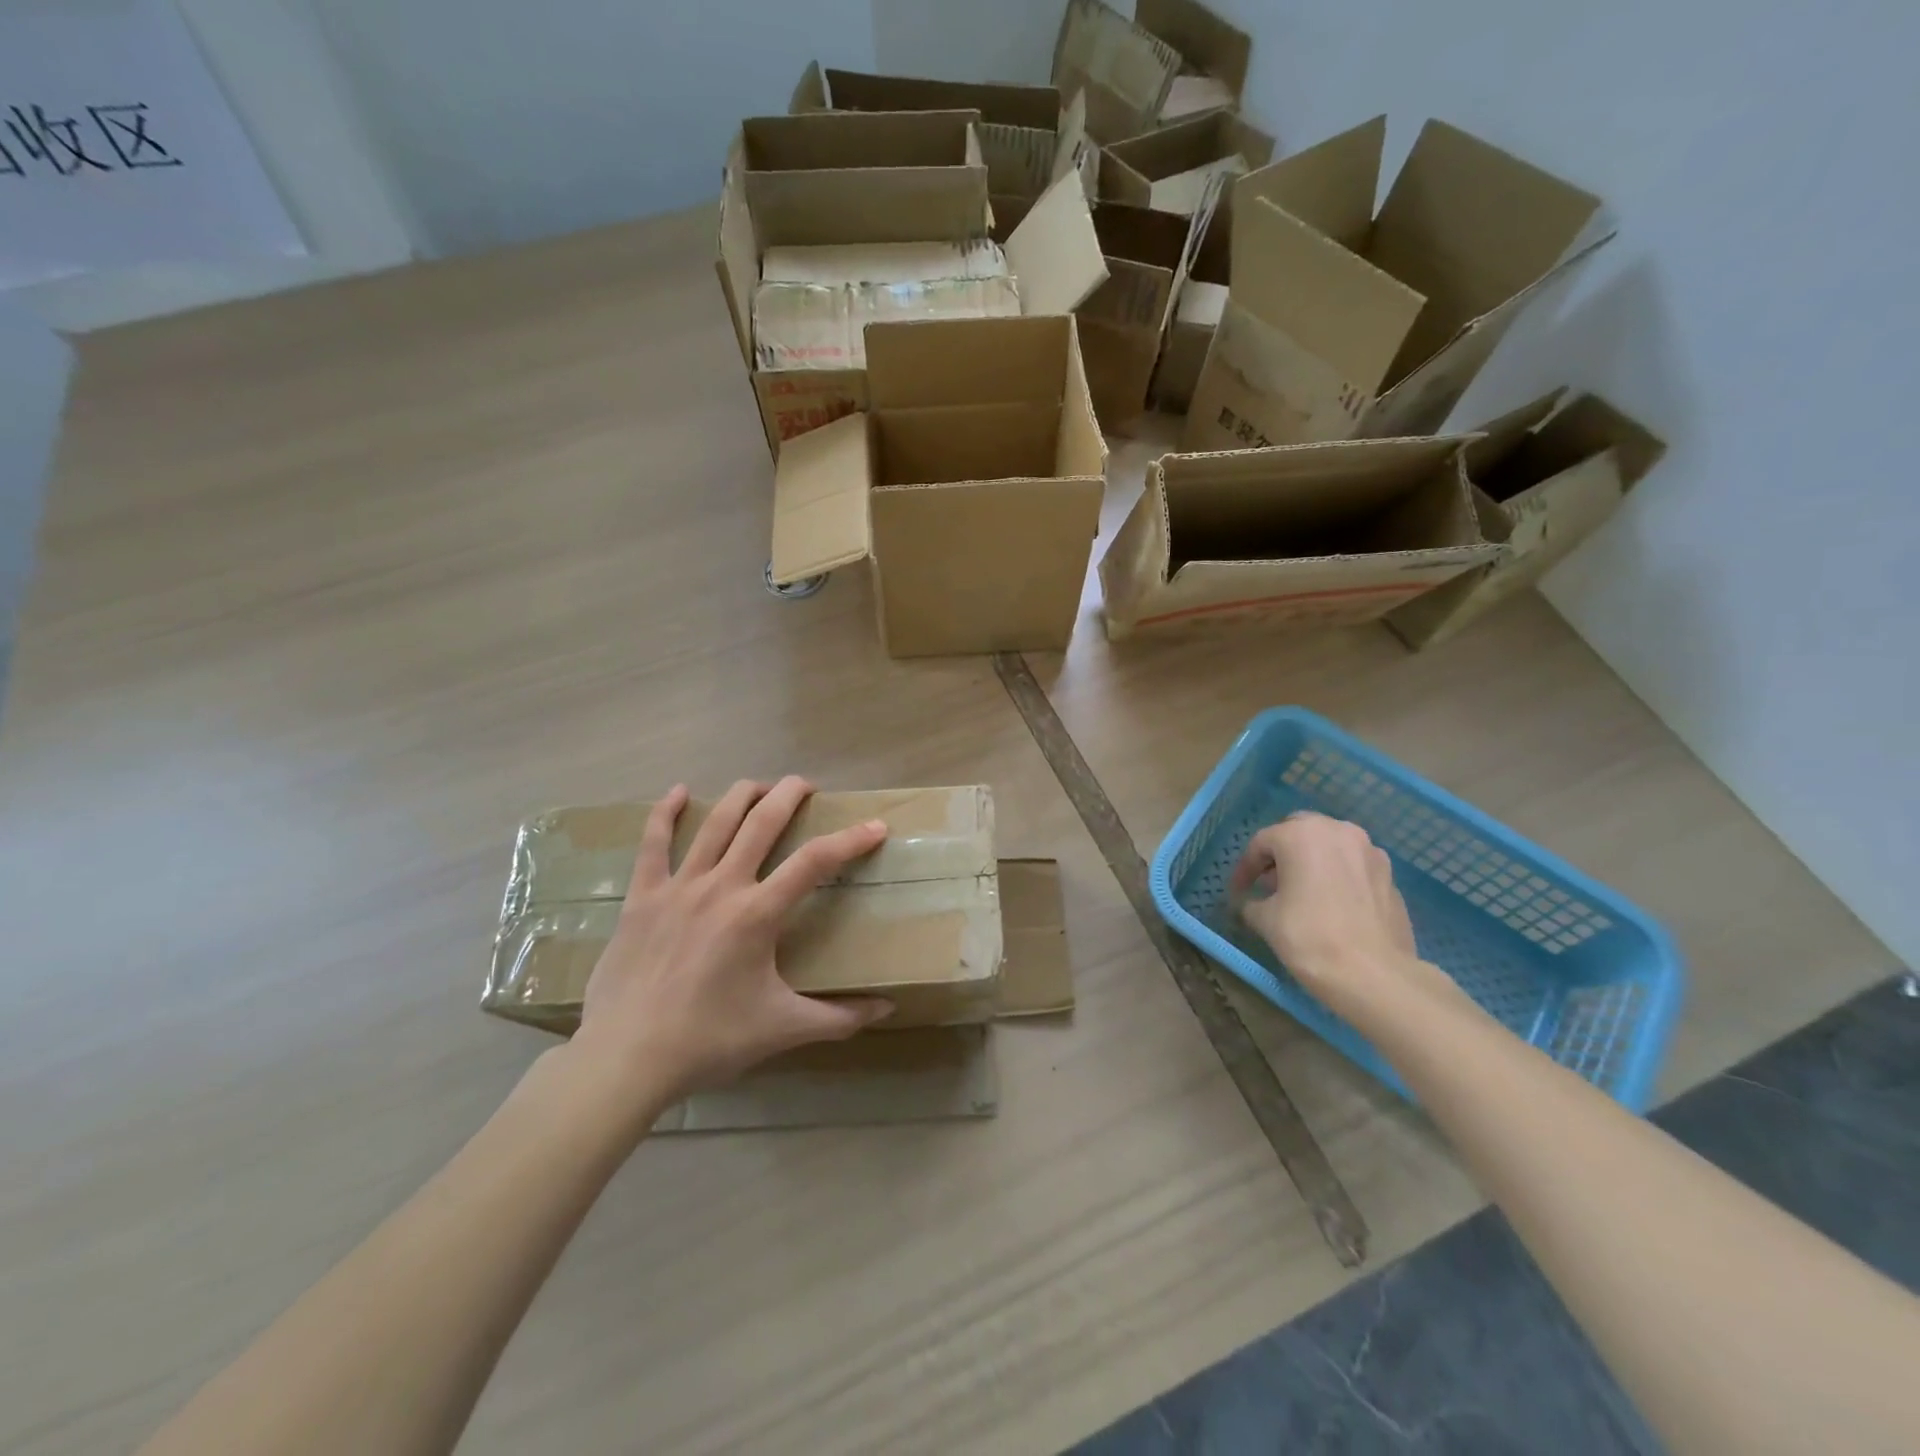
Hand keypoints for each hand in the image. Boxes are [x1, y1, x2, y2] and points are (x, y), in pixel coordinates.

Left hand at [571, 776, 893, 1101]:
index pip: (816, 861)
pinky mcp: (641, 898)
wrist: (626, 1059)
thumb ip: (839, 1017)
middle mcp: (721, 886)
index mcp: (758, 913)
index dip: (851, 839)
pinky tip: (677, 792)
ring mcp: (678, 887)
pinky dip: (664, 814)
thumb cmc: (710, 1040)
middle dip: (789, 795)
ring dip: (741, 796)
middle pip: (762, 822)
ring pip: (714, 823)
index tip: (876, 826)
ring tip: (760, 786)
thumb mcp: (783, 1029)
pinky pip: (652, 845)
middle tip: (807, 786)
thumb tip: (886, 1009)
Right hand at [1230, 811, 1449, 1019]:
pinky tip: (1331, 905)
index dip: (1245, 868)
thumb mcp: (1265, 920)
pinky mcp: (1390, 876)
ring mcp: (1370, 852)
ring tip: (1300, 893)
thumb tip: (1252, 903)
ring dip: (1312, 861)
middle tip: (1269, 882)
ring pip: (1330, 846)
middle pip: (1299, 832)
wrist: (1375, 976)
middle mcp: (1338, 831)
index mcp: (1301, 834)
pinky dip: (1337, 876)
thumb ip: (1252, 902)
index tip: (1238, 891)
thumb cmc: (1309, 937)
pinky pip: (1353, 867)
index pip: (1261, 843)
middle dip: (1281, 853)